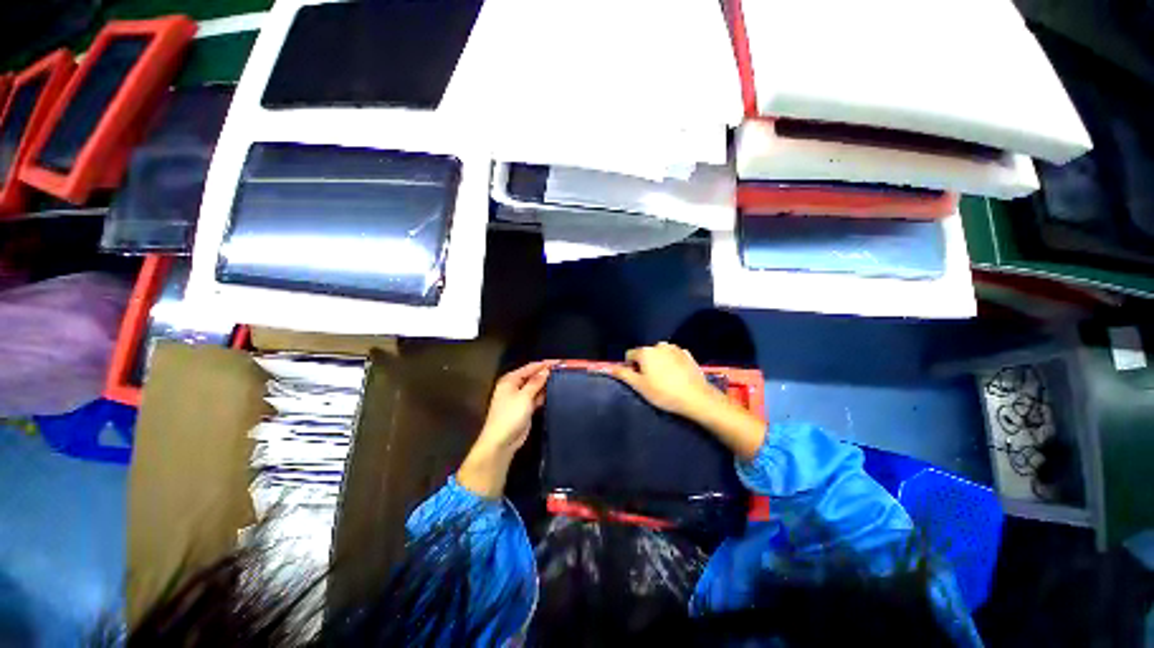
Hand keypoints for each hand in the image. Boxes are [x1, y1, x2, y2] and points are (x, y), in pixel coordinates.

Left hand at [458, 361, 555, 497]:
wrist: (501, 441)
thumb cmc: (510, 415)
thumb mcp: (524, 396)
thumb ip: (536, 382)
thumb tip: (546, 370)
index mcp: (510, 380)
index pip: (530, 367)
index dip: (544, 364)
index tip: (559, 362)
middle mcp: (514, 386)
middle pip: (533, 376)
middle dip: (546, 373)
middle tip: (563, 370)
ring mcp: (520, 398)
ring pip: (535, 387)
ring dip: (546, 384)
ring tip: (563, 379)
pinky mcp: (525, 408)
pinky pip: (536, 397)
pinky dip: (544, 395)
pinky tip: (555, 392)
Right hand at [614, 343, 764, 459]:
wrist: (696, 398)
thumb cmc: (663, 392)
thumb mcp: (639, 386)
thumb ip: (623, 374)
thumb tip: (609, 367)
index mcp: (645, 351)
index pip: (629, 355)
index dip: (630, 368)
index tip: (638, 381)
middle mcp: (659, 345)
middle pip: (645, 354)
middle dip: (645, 365)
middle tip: (652, 382)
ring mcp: (675, 348)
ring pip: (659, 355)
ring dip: (659, 363)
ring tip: (665, 380)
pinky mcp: (688, 354)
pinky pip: (673, 357)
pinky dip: (671, 363)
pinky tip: (676, 377)